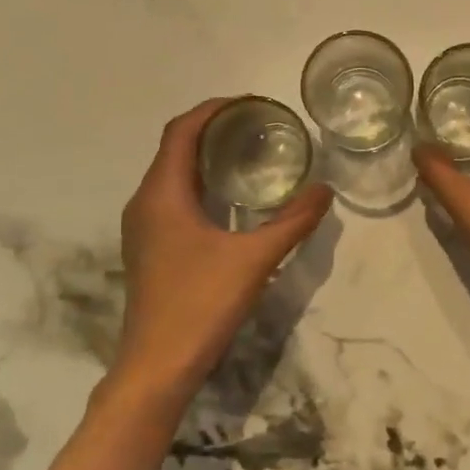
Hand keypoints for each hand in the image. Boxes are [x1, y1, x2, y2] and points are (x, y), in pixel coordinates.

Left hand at [105, 99, 332, 408]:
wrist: (157, 366)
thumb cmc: (200, 304)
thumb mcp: (255, 259)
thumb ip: (293, 222)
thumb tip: (326, 190)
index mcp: (162, 194)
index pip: (181, 131)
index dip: (213, 110)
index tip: (249, 103)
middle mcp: (145, 203)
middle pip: (175, 149)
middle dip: (214, 131)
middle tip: (259, 127)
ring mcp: (144, 229)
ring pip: (173, 176)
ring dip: (206, 160)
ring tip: (250, 156)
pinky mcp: (150, 250)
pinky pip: (174, 200)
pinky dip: (201, 187)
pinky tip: (233, 203)